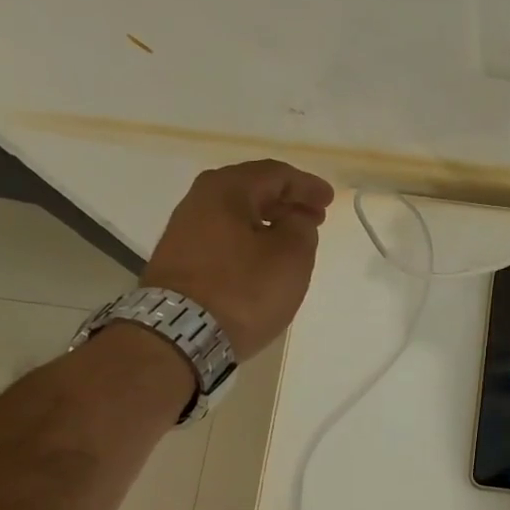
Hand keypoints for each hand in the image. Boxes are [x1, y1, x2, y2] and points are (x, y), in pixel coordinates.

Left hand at [141, 159, 335, 357]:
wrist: (181, 334)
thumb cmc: (243, 290)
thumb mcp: (291, 257)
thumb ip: (301, 228)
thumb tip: (294, 220)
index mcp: (226, 189)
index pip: (275, 174)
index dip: (307, 185)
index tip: (330, 200)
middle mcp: (199, 200)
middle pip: (252, 190)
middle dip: (287, 201)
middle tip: (314, 217)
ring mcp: (184, 231)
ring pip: (237, 215)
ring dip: (268, 222)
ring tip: (292, 240)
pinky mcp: (180, 260)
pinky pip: (224, 237)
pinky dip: (250, 239)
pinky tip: (263, 259)